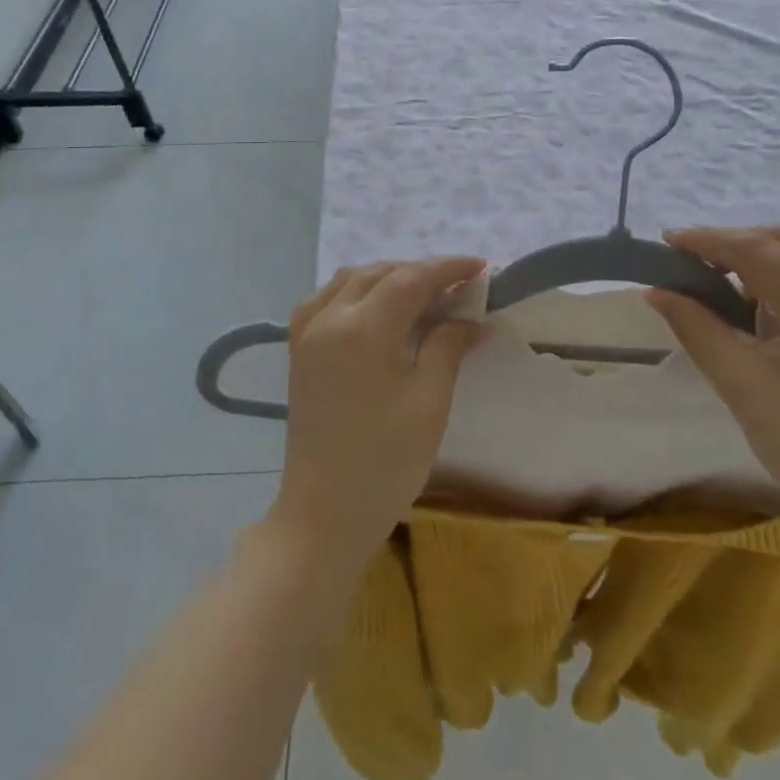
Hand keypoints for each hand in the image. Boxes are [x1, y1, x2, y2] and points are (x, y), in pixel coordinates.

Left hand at [268, 257, 485, 565]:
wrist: (324, 512)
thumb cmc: (386, 461)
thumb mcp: (430, 401)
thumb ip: (448, 347)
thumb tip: (470, 319)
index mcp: (363, 328)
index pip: (411, 279)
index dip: (448, 268)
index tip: (481, 266)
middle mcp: (329, 317)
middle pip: (380, 273)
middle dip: (420, 271)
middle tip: (458, 283)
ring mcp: (307, 332)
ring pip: (350, 280)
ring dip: (388, 276)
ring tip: (422, 290)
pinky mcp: (299, 350)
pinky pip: (327, 299)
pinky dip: (357, 290)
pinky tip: (376, 306)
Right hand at [645, 224, 779, 551]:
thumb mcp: (739, 385)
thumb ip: (696, 327)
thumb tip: (657, 290)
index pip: (761, 252)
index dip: (711, 240)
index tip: (671, 242)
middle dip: (744, 241)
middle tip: (703, 262)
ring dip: (777, 251)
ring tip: (739, 279)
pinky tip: (777, 301)